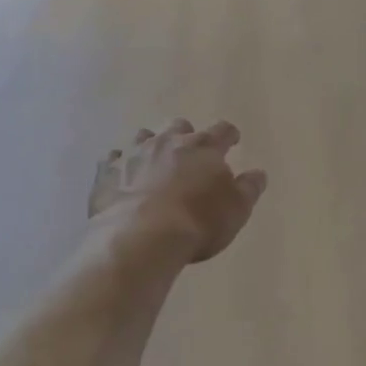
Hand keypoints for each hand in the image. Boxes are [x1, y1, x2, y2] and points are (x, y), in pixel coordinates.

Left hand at [90, 119, 267, 262]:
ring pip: (144, 136)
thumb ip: (249, 188)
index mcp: (203, 147)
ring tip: (153, 162)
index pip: (222, 131)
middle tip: (189, 154)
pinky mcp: (107, 172)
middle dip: (186, 137)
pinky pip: (112, 159)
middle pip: (180, 127)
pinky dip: (119, 165)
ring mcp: (134, 153)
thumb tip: (258, 173)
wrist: (141, 238)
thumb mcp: (236, 210)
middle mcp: (169, 142)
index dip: (229, 135)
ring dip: (151, 146)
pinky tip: (121, 176)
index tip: (232, 141)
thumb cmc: (198, 222)